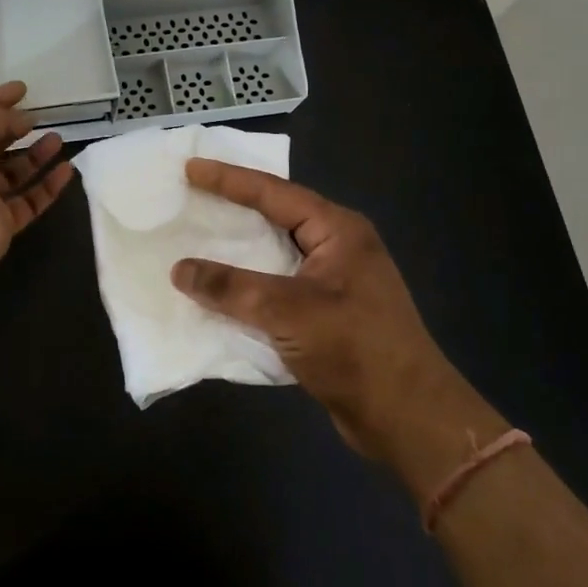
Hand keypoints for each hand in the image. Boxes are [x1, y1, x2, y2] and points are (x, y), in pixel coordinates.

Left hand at [0, 82, 74, 283]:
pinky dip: (48, 186)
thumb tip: (24, 119)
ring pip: (14, 173)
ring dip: (36, 155)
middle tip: (41, 116)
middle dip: (16, 129)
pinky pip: (30, 201)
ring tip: (57, 138)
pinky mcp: (3, 222)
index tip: (22, 89)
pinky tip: (67, 169)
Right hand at [170, 159, 448, 459]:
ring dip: (237, 250)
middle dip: (232, 207)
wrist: (407, 418)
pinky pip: (276, 286)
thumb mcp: (287, 311)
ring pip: (274, 254)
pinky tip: (217, 289)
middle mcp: (337, 247)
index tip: (190, 168)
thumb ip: (230, 288)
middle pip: (275, 216)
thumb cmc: (355, 350)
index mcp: (338, 230)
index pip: (274, 193)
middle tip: (189, 196)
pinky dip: (246, 285)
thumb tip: (180, 270)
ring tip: (194, 237)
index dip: (229, 179)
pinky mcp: (325, 313)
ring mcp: (333, 281)